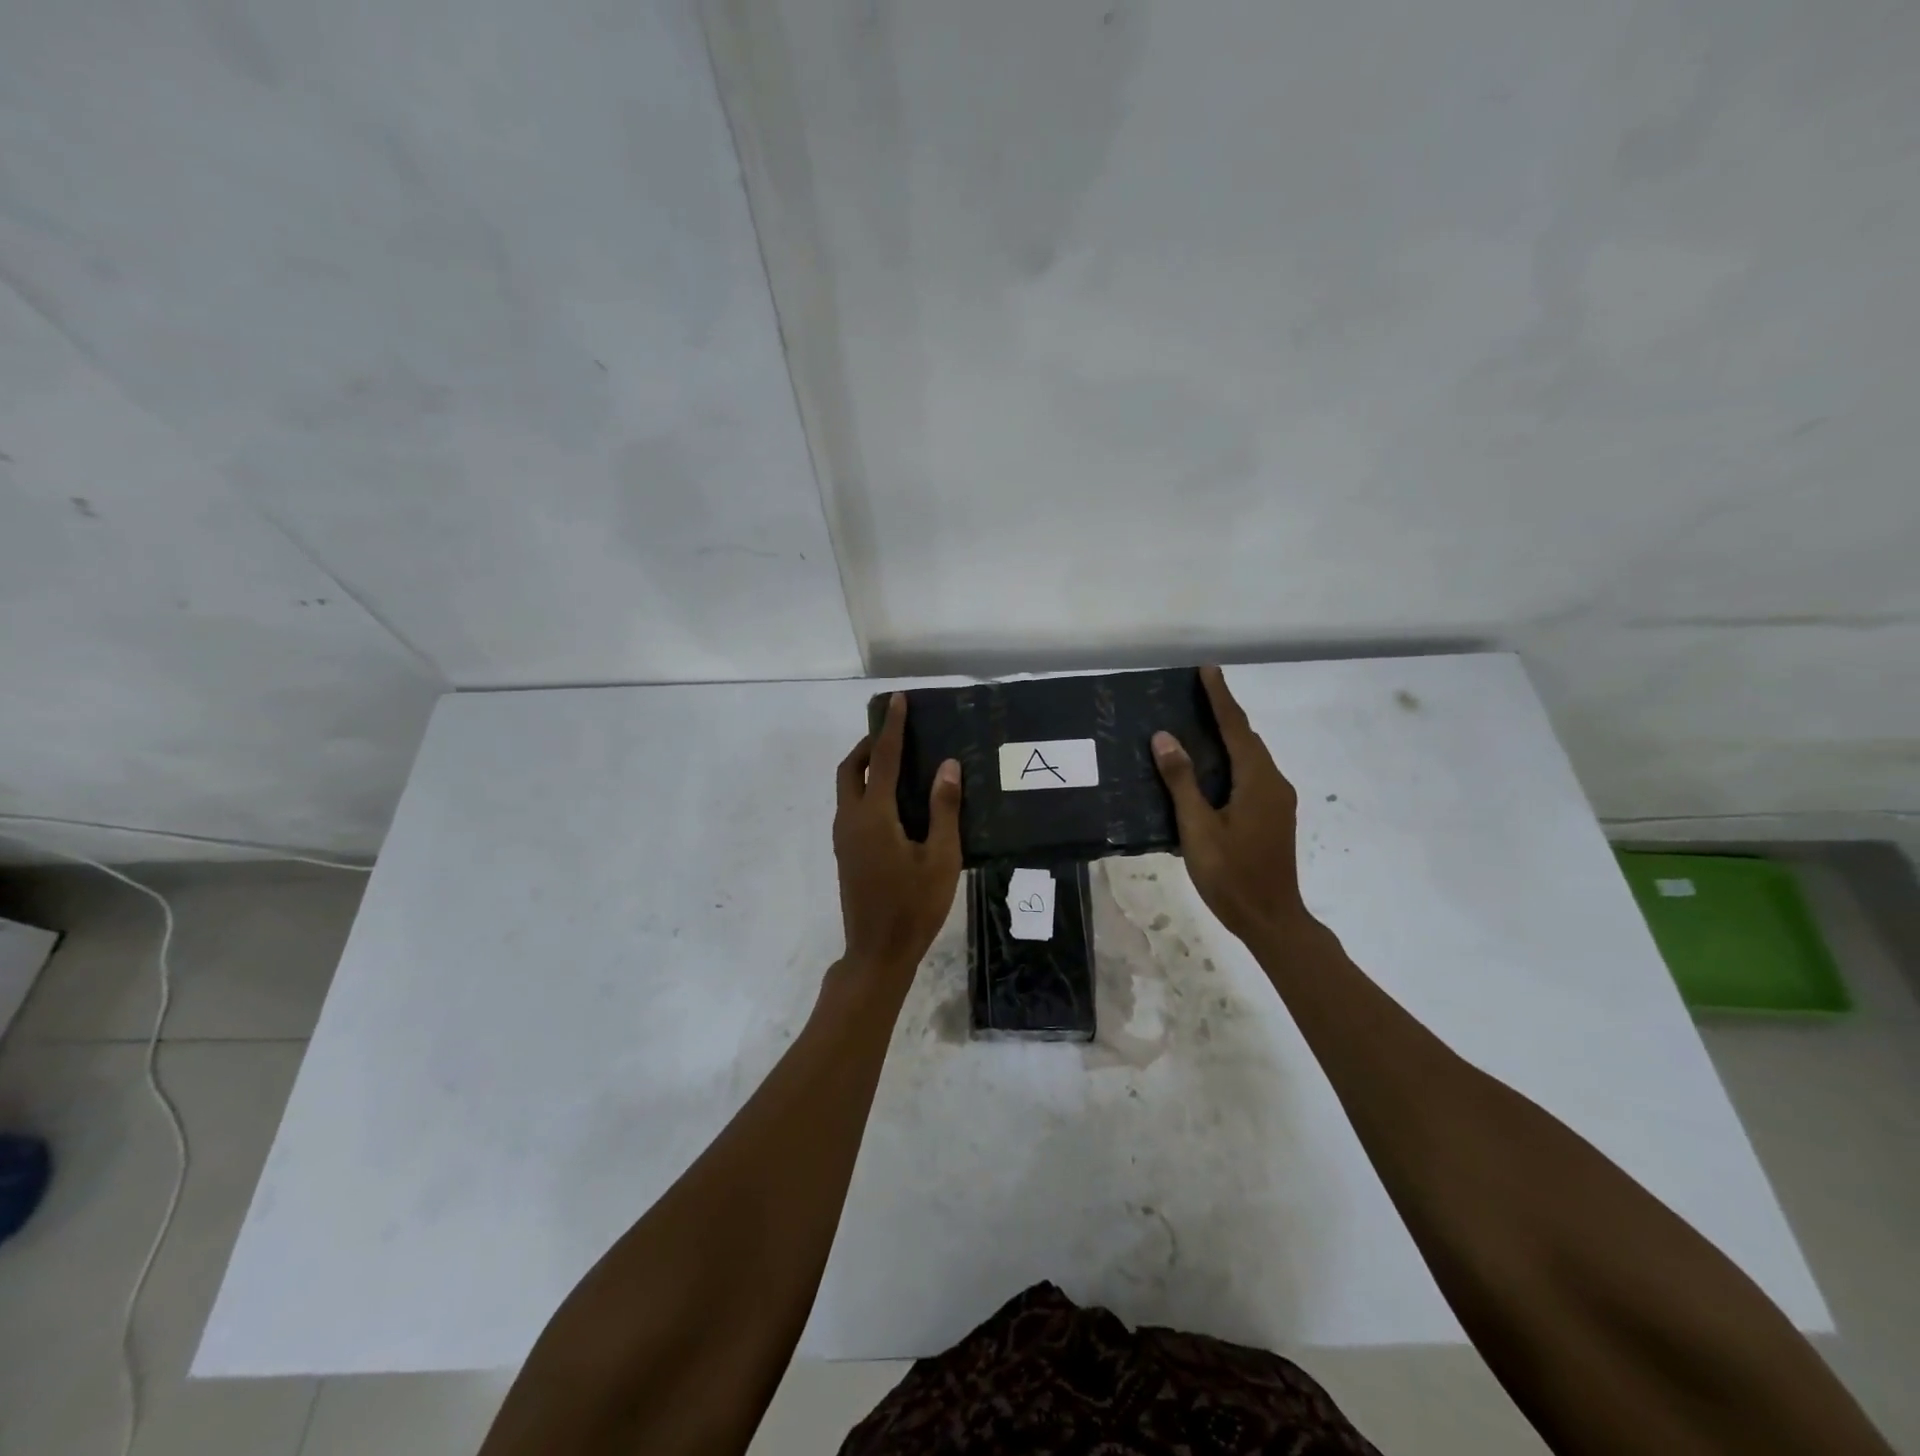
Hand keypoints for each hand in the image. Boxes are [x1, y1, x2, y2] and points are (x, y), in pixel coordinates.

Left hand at [832, 693, 962, 980]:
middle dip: (869, 744)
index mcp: (874, 816)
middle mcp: (851, 819)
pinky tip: (893, 802)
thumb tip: (947, 766)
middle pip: (850, 768)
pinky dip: (865, 788)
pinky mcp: (846, 853)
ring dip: (865, 767)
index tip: (897, 700)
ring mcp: (844, 837)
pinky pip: (851, 806)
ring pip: (846, 787)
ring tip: (897, 762)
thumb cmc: (914, 906)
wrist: (878, 952)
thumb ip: (944, 809)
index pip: (882, 758)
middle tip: (895, 735)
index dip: (891, 727)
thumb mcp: (941, 858)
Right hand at [1152, 665, 1312, 944]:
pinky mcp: (1274, 815)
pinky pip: (1252, 774)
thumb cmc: (1231, 875)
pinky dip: (1232, 759)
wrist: (1271, 919)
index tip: (1208, 669)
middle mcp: (1274, 783)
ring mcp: (1278, 801)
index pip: (1236, 728)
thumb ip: (1182, 781)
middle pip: (1247, 738)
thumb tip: (1165, 737)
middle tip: (1197, 692)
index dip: (1220, 697)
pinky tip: (1212, 767)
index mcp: (1257, 781)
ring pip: (1251, 757)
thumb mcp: (1198, 828)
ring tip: (1200, 722)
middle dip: (1224, 712)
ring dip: (1229, 736)